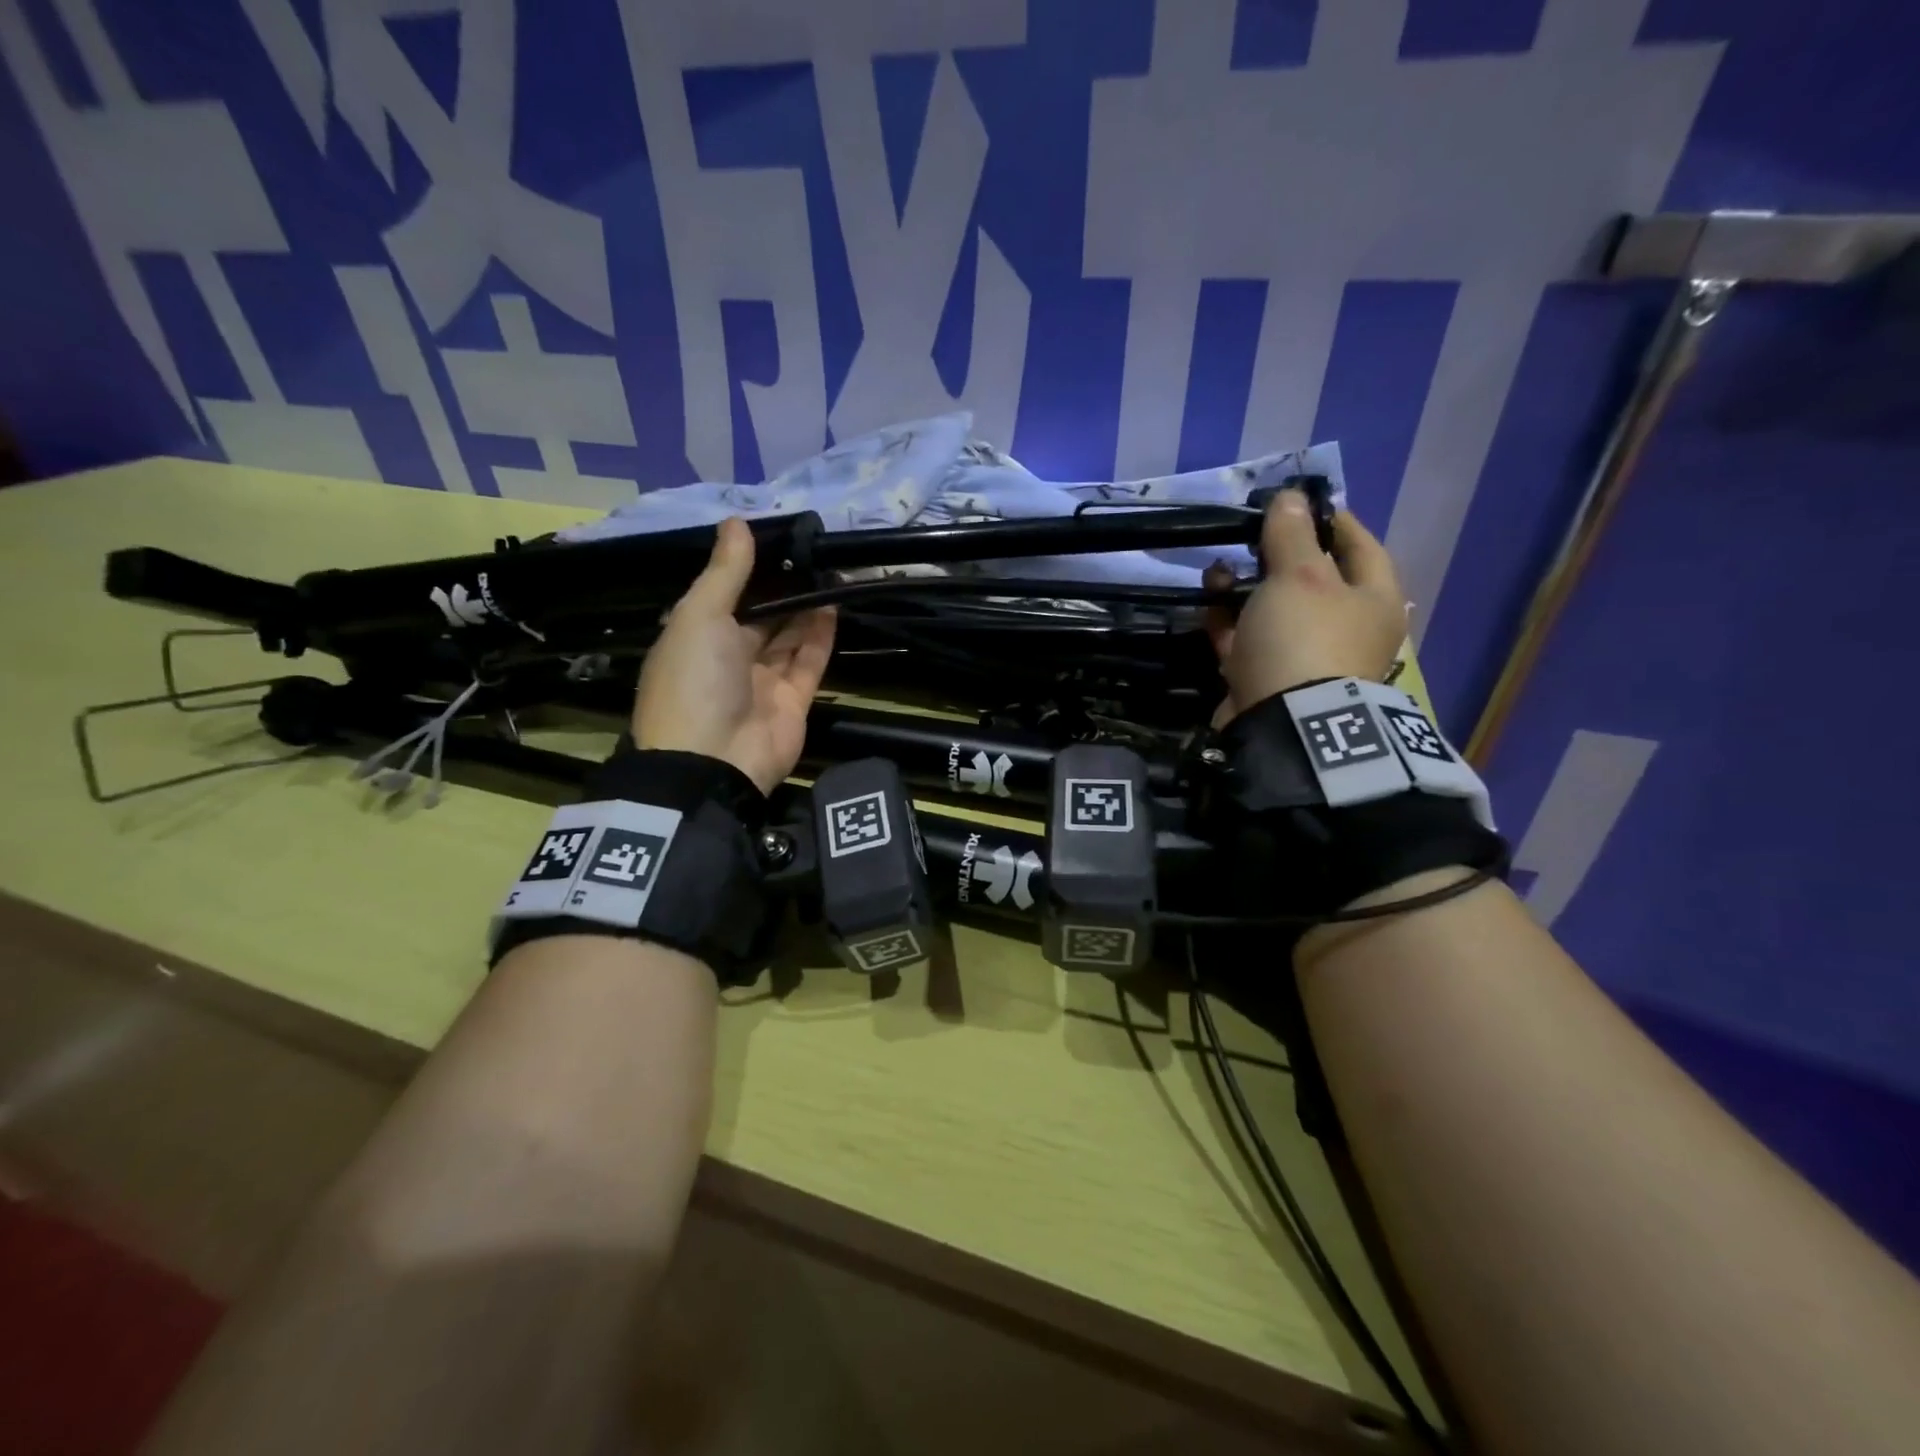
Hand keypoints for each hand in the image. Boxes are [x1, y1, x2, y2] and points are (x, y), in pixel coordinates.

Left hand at [632, 517, 836, 792]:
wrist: (713, 761)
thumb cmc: (694, 680)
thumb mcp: (700, 616)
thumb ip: (725, 571)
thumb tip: (737, 520)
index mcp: (695, 637)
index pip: (723, 595)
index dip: (747, 569)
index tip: (774, 537)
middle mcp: (727, 658)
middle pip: (759, 616)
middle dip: (782, 588)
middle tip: (811, 551)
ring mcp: (762, 682)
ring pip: (787, 637)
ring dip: (805, 607)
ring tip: (828, 570)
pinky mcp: (793, 702)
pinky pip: (808, 662)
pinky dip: (820, 636)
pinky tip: (833, 604)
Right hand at [1204, 494, 1406, 722]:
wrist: (1282, 722)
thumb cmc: (1304, 637)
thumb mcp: (1299, 575)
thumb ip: (1292, 534)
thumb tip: (1291, 496)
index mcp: (1374, 600)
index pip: (1362, 546)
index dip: (1333, 521)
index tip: (1299, 504)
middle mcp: (1347, 629)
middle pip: (1313, 580)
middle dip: (1276, 557)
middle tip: (1247, 538)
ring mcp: (1308, 658)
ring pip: (1274, 611)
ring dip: (1245, 590)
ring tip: (1215, 573)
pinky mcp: (1271, 680)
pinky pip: (1249, 642)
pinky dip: (1228, 623)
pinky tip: (1206, 606)